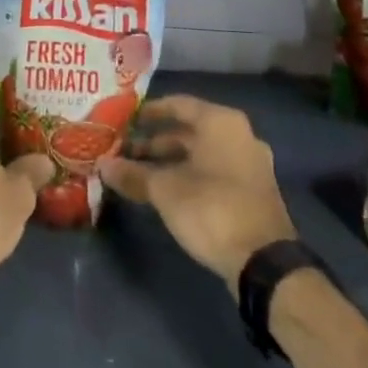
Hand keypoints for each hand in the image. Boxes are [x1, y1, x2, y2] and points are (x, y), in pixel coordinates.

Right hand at [98, 95, 297, 287]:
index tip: (124, 120)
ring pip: (201, 154)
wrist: (264, 263)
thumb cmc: (211, 208)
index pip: (177, 104)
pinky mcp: (252, 192)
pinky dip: (189, 175)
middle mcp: (239, 135)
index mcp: (220, 122)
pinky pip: (214, 172)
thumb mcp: (164, 190)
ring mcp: (249, 164)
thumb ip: (133, 174)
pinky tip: (165, 192)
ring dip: (170, 162)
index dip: (148, 112)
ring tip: (138, 173)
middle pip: (189, 131)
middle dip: (155, 142)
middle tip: (125, 151)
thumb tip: (102, 165)